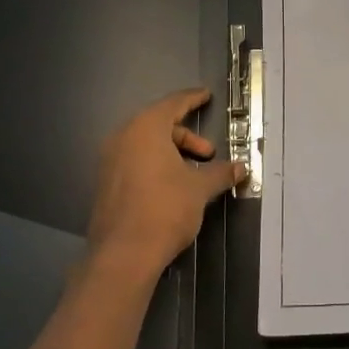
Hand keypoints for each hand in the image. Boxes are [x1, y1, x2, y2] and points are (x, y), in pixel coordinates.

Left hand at [87, 88, 243, 277]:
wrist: (124, 254)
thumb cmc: (165, 209)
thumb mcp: (199, 188)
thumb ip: (220, 173)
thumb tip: (241, 167)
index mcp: (145, 129)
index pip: (172, 104)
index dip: (192, 99)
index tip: (206, 95)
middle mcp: (123, 138)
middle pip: (158, 125)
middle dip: (186, 137)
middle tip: (208, 154)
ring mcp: (110, 162)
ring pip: (145, 145)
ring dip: (172, 153)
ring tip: (193, 174)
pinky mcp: (106, 184)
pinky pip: (134, 162)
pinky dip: (155, 165)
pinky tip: (172, 187)